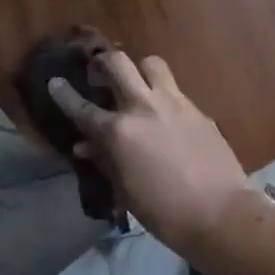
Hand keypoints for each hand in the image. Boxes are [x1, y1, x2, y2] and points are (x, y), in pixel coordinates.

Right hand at [47, 51, 259, 257]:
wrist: (219, 212)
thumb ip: (104, 160)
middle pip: (118, 63)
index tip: (54, 82)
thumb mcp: (125, 190)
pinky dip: (164, 94)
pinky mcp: (198, 109)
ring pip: (152, 64)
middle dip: (103, 62)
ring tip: (138, 84)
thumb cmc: (164, 212)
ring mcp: (174, 103)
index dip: (64, 94)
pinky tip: (165, 113)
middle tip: (100, 71)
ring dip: (140, 69)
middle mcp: (143, 107)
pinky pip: (175, 89)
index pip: (82, 107)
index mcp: (119, 131)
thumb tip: (84, 145)